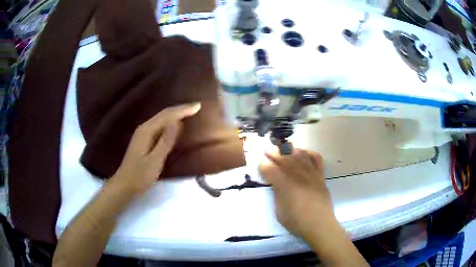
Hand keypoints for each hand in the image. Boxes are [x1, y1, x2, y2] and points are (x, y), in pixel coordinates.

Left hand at [111, 103, 200, 194]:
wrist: (125, 184)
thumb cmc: (140, 175)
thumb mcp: (155, 160)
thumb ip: (166, 141)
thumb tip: (178, 122)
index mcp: (147, 131)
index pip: (167, 115)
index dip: (183, 110)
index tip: (198, 106)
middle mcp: (144, 128)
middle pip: (164, 114)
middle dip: (180, 109)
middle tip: (196, 107)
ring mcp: (143, 133)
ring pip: (161, 118)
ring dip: (175, 114)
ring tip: (189, 112)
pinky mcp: (144, 139)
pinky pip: (160, 125)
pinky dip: (170, 122)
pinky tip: (175, 124)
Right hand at [259, 149, 335, 238]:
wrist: (320, 225)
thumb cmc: (297, 222)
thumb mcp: (279, 212)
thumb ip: (277, 194)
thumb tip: (275, 183)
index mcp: (286, 186)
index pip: (271, 170)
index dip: (263, 164)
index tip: (258, 160)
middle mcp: (299, 176)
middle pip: (285, 159)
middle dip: (273, 153)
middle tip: (266, 149)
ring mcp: (312, 174)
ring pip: (300, 155)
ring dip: (290, 150)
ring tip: (282, 148)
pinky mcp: (321, 176)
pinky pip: (317, 159)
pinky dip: (309, 153)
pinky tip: (303, 153)